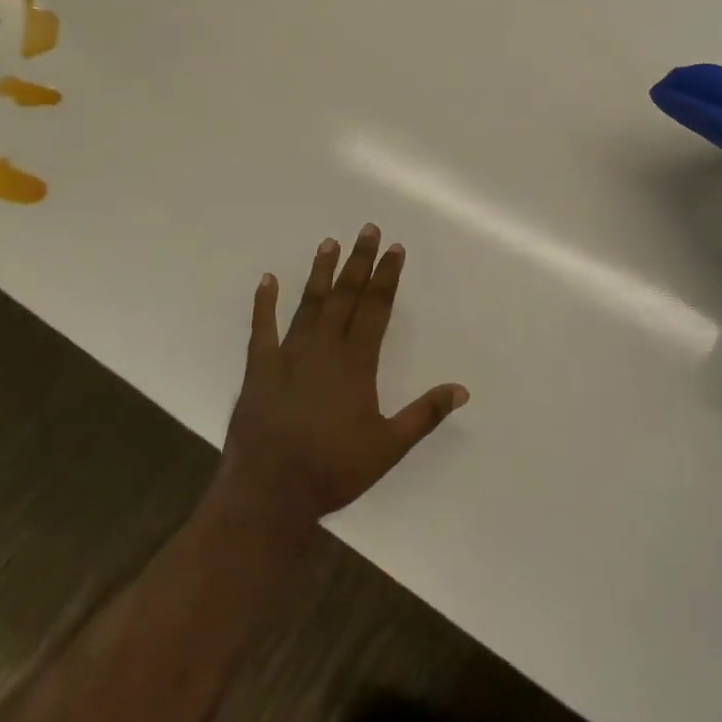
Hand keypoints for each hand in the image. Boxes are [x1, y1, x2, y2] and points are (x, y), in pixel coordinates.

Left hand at [216, 226, 467, 532]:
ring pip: (309, 304)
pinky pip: (262, 329)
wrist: (268, 492)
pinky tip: (267, 280)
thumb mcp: (388, 447)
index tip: (394, 248)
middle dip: (359, 261)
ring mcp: (288, 355)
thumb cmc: (333, 470)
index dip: (386, 276)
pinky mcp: (259, 369)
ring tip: (328, 243)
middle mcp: (323, 349)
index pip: (376, 308)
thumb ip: (424, 414)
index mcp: (356, 363)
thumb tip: (461, 390)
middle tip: (367, 229)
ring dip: (321, 273)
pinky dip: (264, 303)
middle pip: (345, 296)